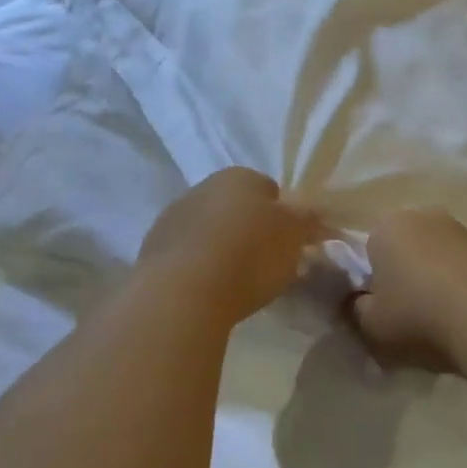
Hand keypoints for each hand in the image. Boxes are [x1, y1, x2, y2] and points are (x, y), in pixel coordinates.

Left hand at [138, 168, 326, 324]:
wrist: (184, 290)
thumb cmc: (250, 254)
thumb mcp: (294, 235)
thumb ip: (308, 220)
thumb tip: (314, 215)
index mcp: (240, 176)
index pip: (270, 189)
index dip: (284, 217)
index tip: (290, 246)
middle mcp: (203, 187)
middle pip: (236, 208)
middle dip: (250, 231)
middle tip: (266, 266)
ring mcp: (173, 216)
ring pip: (209, 230)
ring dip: (221, 248)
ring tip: (236, 284)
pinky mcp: (152, 248)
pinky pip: (187, 254)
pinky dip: (198, 267)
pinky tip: (208, 291)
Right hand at [350, 209, 466, 372]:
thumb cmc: (418, 316)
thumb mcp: (370, 326)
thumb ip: (356, 311)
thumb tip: (358, 304)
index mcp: (386, 225)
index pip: (367, 250)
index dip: (370, 282)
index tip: (377, 310)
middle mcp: (424, 216)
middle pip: (406, 250)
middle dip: (405, 277)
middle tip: (407, 316)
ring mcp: (464, 230)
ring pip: (439, 259)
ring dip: (437, 282)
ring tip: (442, 324)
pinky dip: (465, 290)